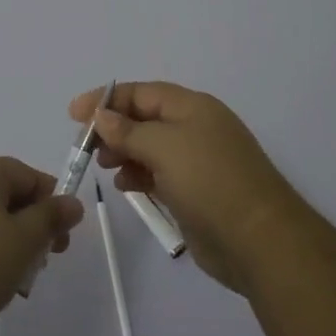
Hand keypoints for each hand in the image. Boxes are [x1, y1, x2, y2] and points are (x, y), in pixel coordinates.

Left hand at [0, 155, 85, 335]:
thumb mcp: (24, 243)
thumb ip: (51, 218)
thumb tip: (72, 202)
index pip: (29, 176)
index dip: (51, 207)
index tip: (58, 244)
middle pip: (4, 192)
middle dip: (26, 225)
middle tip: (36, 265)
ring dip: (1, 237)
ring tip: (8, 278)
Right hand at [70, 81, 307, 294]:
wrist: (261, 242)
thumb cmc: (210, 182)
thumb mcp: (164, 147)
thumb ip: (129, 130)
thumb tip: (102, 116)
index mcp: (192, 107)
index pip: (141, 93)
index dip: (107, 99)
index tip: (75, 114)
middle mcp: (194, 128)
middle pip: (144, 118)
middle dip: (113, 128)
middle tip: (86, 146)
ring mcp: (197, 162)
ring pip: (150, 147)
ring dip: (123, 152)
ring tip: (104, 166)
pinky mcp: (196, 193)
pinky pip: (159, 174)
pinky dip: (138, 175)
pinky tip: (125, 186)